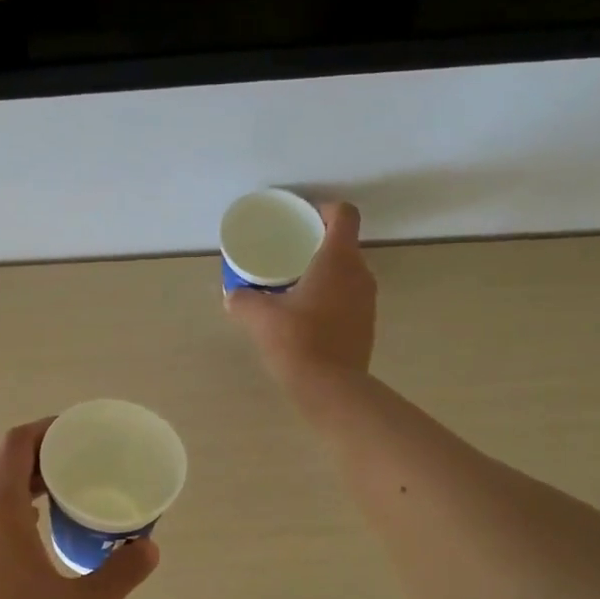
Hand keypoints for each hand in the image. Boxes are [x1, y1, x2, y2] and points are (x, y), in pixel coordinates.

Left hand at [0, 420, 159, 598]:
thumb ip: (120, 573)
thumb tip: (148, 547)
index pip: (17, 446)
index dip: (47, 429)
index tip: (79, 432)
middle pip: (9, 469)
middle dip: (48, 460)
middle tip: (90, 465)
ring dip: (34, 489)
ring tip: (75, 498)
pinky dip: (21, 515)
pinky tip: (48, 540)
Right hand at [227, 201, 376, 393]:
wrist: (330, 388)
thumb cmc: (297, 341)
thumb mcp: (259, 318)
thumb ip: (243, 300)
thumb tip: (231, 295)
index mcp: (338, 260)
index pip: (344, 215)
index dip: (325, 210)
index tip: (303, 219)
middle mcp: (360, 274)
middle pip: (345, 245)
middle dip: (319, 245)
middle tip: (290, 255)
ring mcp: (367, 302)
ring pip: (348, 274)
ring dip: (326, 275)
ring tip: (295, 286)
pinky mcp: (366, 326)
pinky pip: (349, 299)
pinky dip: (331, 299)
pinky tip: (307, 317)